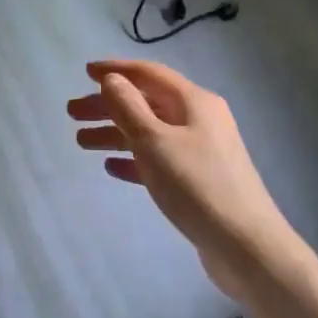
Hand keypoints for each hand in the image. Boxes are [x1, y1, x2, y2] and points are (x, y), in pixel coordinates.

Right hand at [67, 59, 291, 302]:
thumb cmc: (196, 185)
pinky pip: (159, 159)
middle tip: (72, 113)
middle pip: (146, 103)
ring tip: (81, 142)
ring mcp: (202, 150)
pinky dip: (134, 159)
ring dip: (115, 133)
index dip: (116, 71)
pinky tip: (112, 167)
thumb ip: (129, 107)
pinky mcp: (199, 180)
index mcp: (193, 102)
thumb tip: (113, 79)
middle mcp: (200, 119)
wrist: (245, 246)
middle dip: (108, 105)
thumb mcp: (154, 142)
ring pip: (150, 132)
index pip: (149, 74)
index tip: (85, 72)